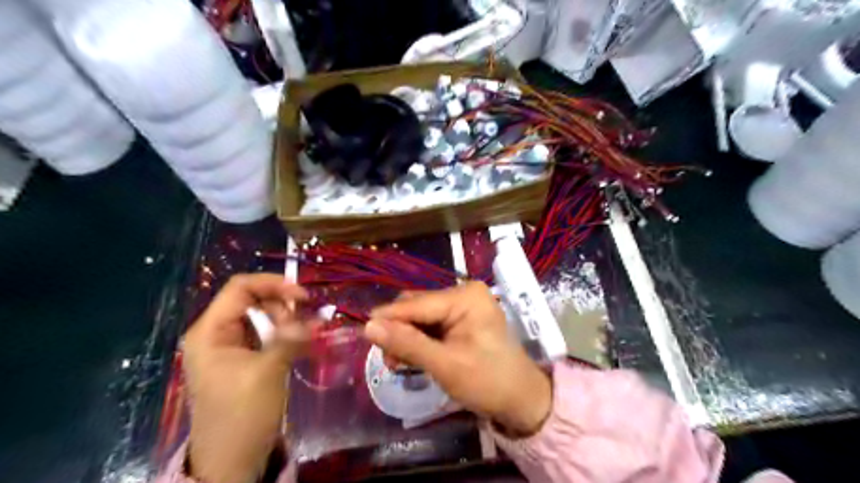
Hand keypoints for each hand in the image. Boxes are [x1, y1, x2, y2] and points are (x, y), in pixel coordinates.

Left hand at [182, 274, 311, 482]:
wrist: (232, 461)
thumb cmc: (241, 415)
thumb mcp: (266, 372)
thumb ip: (290, 338)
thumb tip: (319, 316)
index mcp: (211, 331)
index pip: (240, 288)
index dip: (273, 284)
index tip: (304, 296)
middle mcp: (219, 333)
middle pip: (254, 300)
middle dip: (283, 306)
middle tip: (305, 324)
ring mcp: (233, 347)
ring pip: (265, 317)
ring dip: (289, 321)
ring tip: (307, 336)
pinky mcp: (247, 359)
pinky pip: (269, 336)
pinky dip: (289, 335)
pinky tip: (307, 341)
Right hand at [362, 281, 549, 435]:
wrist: (521, 399)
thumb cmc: (488, 382)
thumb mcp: (445, 365)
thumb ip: (407, 344)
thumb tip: (368, 326)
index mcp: (465, 297)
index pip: (417, 304)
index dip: (388, 318)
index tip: (363, 333)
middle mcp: (463, 293)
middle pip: (417, 307)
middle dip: (398, 330)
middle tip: (388, 359)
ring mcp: (463, 305)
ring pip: (421, 316)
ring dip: (406, 337)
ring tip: (397, 362)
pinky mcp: (461, 319)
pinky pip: (431, 324)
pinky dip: (418, 339)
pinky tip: (410, 356)